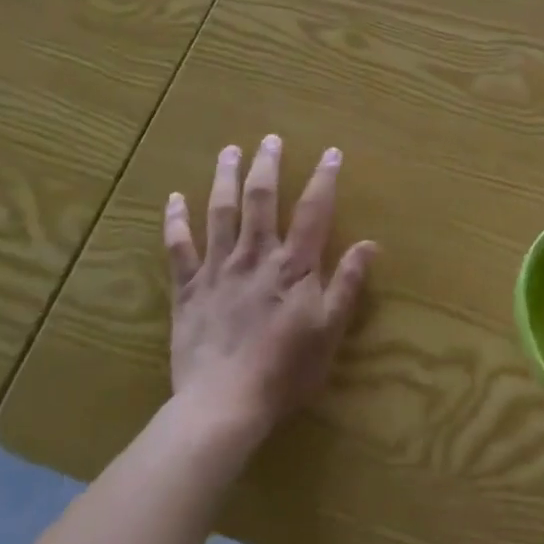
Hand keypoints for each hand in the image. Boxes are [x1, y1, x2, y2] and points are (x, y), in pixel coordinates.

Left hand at [163, 136, 375, 440]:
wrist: (223, 405)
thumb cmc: (285, 371)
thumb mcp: (330, 331)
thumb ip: (348, 284)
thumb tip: (370, 244)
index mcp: (293, 266)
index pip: (314, 211)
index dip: (324, 179)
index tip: (331, 152)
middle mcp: (255, 255)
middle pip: (261, 199)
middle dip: (267, 165)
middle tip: (270, 138)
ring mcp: (217, 269)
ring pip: (220, 212)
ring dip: (225, 178)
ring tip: (229, 151)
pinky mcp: (187, 289)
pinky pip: (178, 248)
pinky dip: (175, 221)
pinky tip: (173, 198)